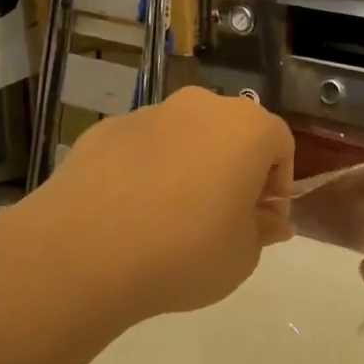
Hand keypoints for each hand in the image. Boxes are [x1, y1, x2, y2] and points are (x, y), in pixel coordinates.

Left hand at [0, 88, 293, 331]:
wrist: (83, 252)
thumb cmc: (185, 252)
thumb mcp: (242, 255)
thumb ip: (263, 231)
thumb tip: (271, 220)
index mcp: (246, 128)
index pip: (280, 145)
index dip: (277, 186)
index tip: (262, 222)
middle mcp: (199, 107)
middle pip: (231, 134)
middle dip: (235, 171)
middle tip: (223, 219)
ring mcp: (147, 114)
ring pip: (185, 138)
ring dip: (190, 168)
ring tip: (171, 220)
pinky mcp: (104, 130)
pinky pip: (141, 149)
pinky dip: (146, 172)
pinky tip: (130, 214)